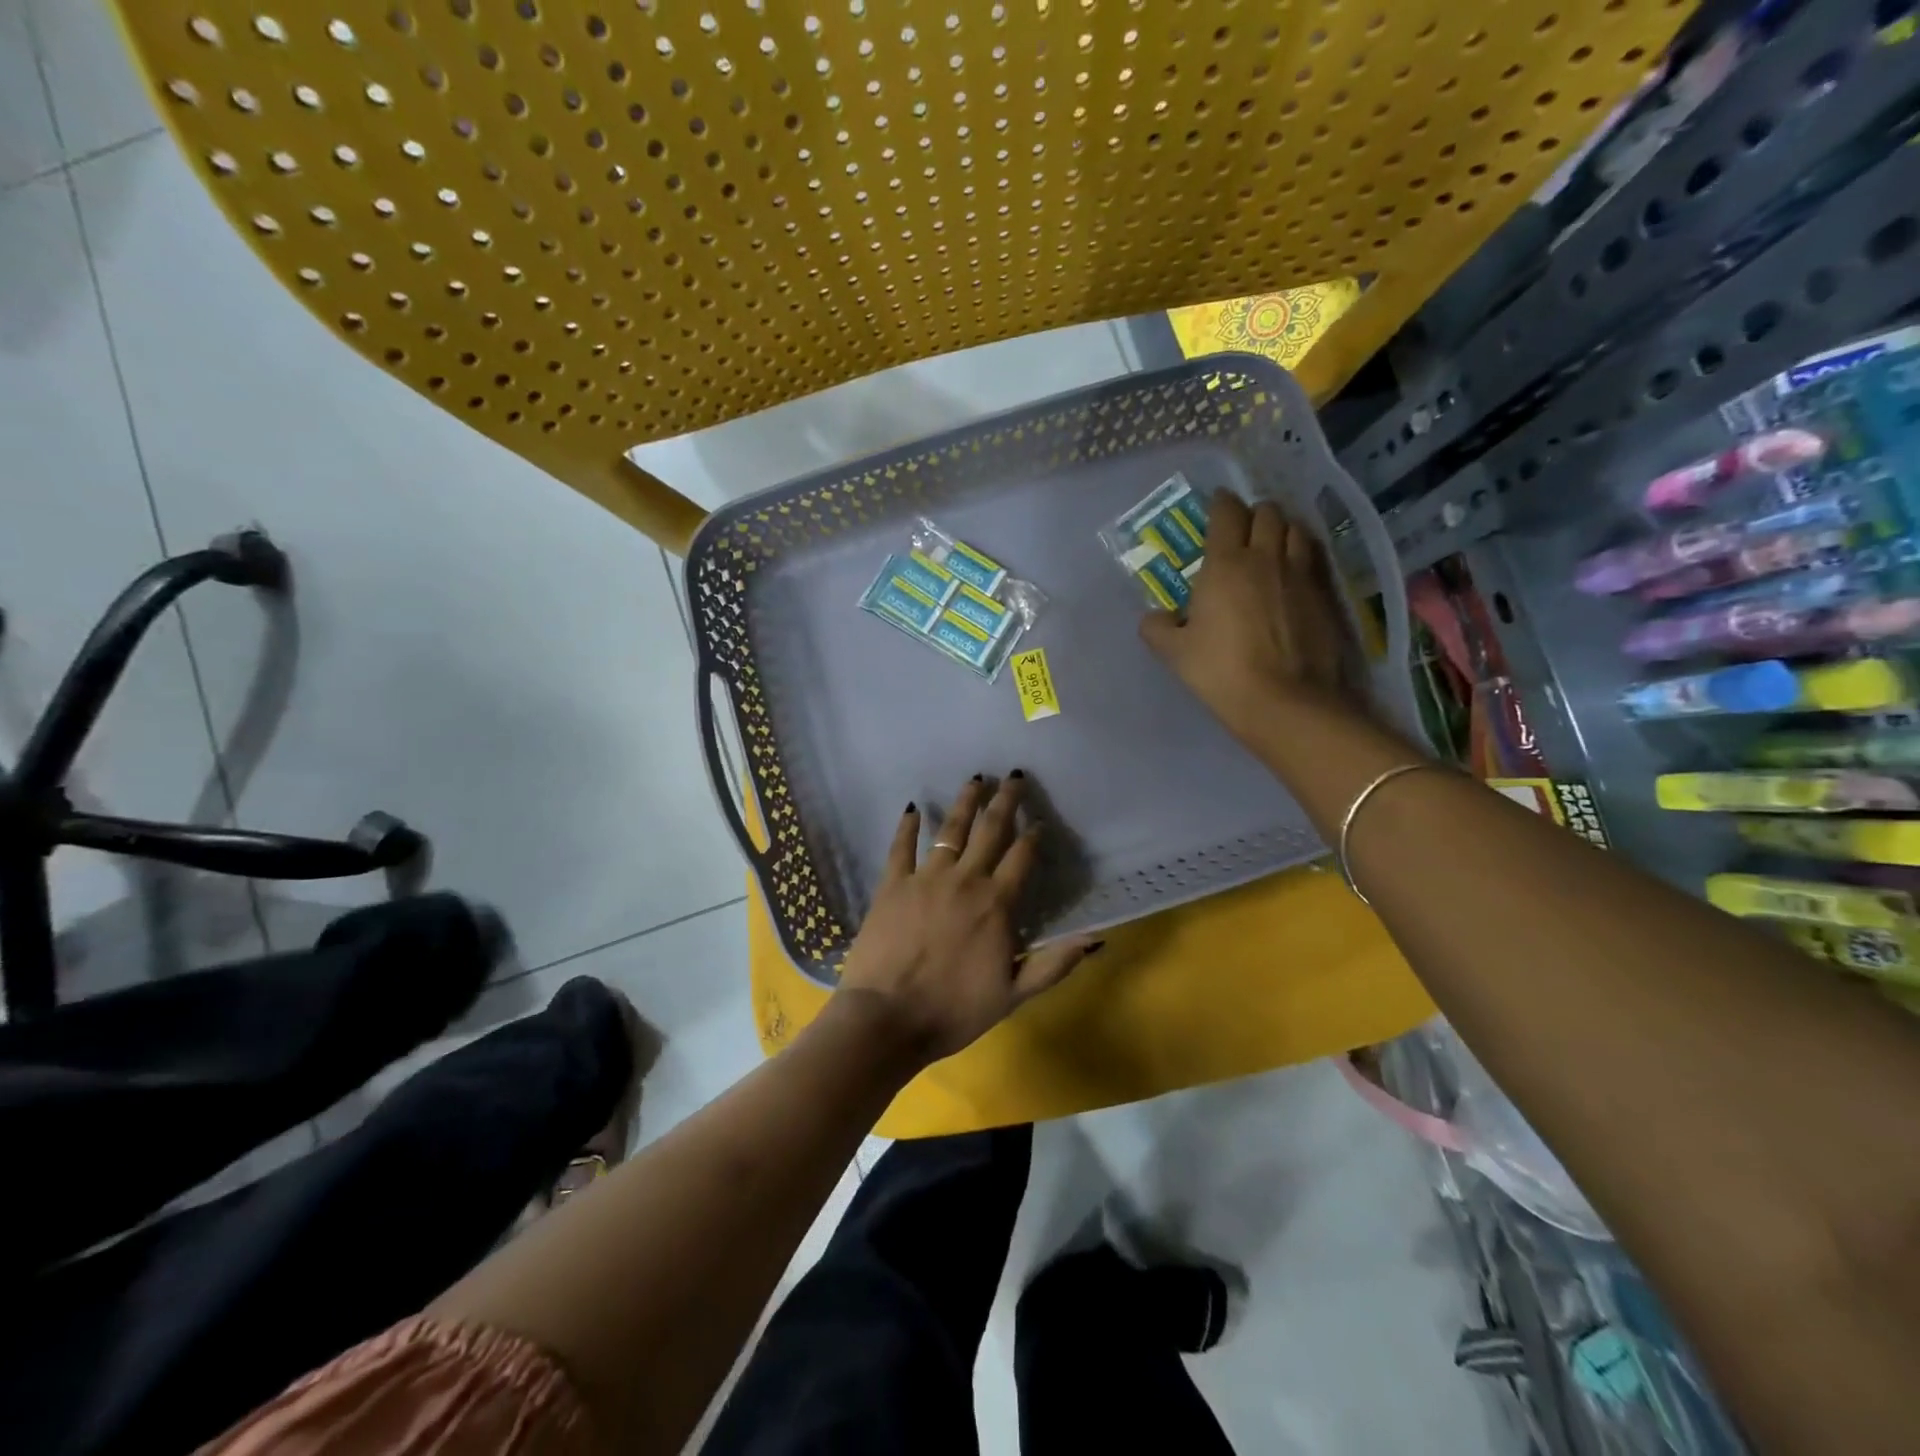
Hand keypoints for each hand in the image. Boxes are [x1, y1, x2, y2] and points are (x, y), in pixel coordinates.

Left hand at [836, 774, 1100, 1067]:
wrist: (887, 1018)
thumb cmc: (954, 1011)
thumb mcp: (1013, 994)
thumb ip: (1054, 963)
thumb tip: (1096, 938)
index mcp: (996, 904)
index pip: (1022, 858)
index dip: (1033, 836)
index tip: (1039, 819)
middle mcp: (965, 880)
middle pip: (990, 831)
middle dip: (1005, 801)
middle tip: (1013, 775)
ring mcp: (926, 878)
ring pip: (950, 829)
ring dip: (965, 802)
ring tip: (975, 779)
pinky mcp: (892, 884)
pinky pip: (901, 847)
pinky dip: (908, 825)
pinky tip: (912, 807)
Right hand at [1140, 490, 1359, 747]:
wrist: (1284, 700)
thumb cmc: (1220, 671)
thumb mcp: (1174, 653)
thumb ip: (1158, 628)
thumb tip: (1154, 618)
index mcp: (1225, 564)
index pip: (1226, 514)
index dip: (1221, 503)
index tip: (1216, 504)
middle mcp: (1266, 557)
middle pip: (1267, 513)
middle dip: (1254, 513)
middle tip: (1243, 528)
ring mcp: (1301, 574)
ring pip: (1297, 529)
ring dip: (1283, 529)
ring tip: (1273, 543)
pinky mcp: (1325, 595)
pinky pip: (1314, 558)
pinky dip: (1303, 554)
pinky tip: (1295, 571)